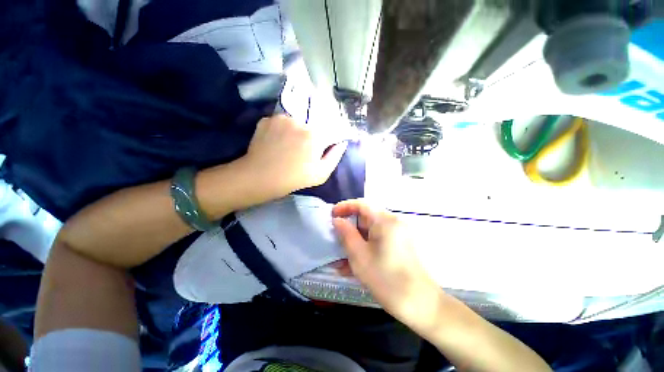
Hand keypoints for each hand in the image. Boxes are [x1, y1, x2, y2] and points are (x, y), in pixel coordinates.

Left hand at [241, 114, 347, 199]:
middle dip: (308, 137)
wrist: (260, 178)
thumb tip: (342, 142)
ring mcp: (281, 118)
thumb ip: (335, 156)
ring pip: (294, 123)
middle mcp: (299, 121)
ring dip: (293, 132)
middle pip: (310, 126)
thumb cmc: (294, 178)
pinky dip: (280, 131)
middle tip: (300, 152)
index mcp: (315, 134)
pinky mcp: (266, 119)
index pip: (327, 131)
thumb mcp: (321, 174)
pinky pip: (279, 123)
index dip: (323, 141)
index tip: (318, 150)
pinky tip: (275, 143)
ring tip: (286, 147)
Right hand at [332, 199, 443, 332]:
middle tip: (334, 238)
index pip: (362, 204)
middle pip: (366, 218)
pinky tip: (351, 265)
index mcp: (385, 220)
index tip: (331, 214)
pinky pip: (377, 241)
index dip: (344, 207)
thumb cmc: (386, 279)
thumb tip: (337, 220)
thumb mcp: (359, 255)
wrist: (421, 305)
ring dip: (355, 242)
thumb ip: (346, 234)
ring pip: (370, 232)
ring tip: (339, 257)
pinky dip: (365, 248)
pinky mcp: (398, 246)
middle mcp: (393, 222)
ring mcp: (397, 234)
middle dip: (348, 228)